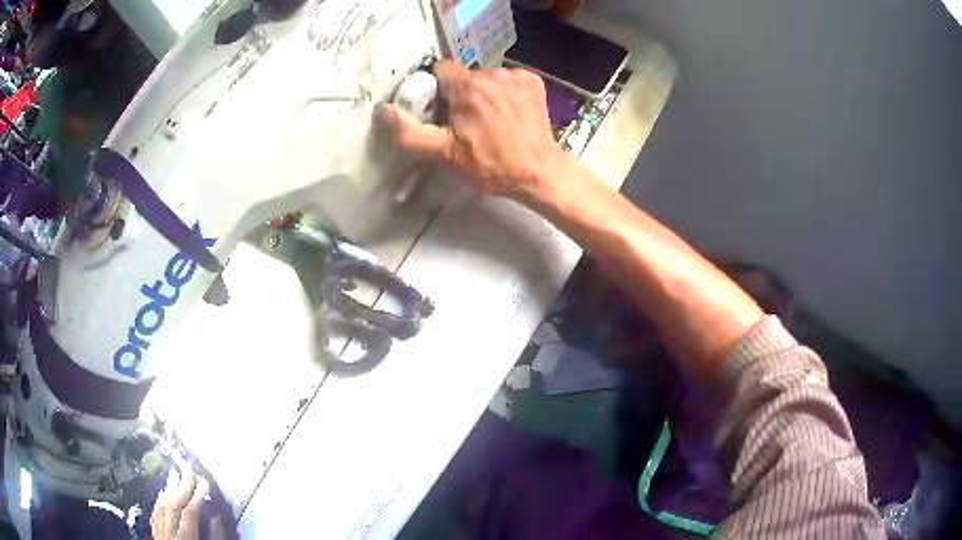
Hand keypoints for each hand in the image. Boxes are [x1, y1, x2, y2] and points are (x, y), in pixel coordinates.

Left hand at [150, 469, 208, 539]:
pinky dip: (160, 501)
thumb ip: (213, 535)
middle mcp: (168, 532)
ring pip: (162, 505)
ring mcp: (159, 532)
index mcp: (185, 538)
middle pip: (173, 504)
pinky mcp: (154, 534)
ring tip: (174, 473)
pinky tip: (162, 493)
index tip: (204, 480)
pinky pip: (155, 513)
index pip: (190, 511)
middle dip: (182, 484)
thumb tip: (216, 517)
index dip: (197, 494)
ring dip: (169, 488)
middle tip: (188, 468)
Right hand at [379, 60, 570, 202]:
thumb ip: (410, 133)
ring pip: (486, 78)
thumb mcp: (444, 154)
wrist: (539, 172)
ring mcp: (515, 75)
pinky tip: (510, 114)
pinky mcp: (532, 81)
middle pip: (463, 76)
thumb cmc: (491, 165)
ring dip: (483, 93)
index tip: (442, 111)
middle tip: (466, 124)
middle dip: (460, 94)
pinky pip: (507, 80)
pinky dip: (505, 92)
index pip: (440, 70)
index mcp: (466, 87)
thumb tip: (383, 110)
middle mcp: (491, 73)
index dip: (436, 90)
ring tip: (491, 121)